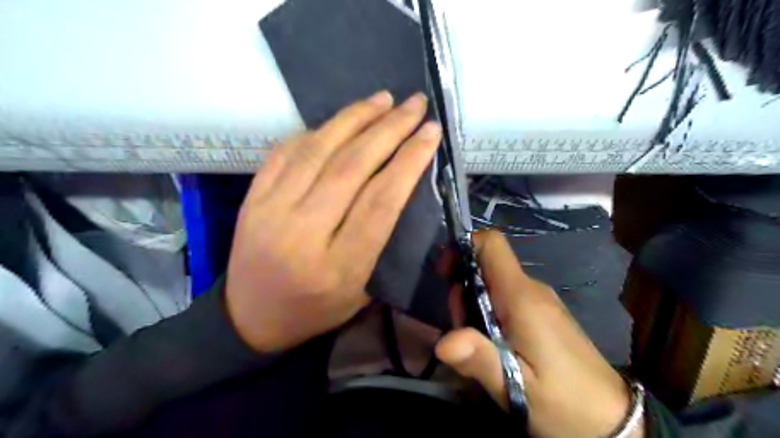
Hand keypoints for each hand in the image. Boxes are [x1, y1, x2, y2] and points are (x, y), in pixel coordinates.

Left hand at [228, 91, 443, 354]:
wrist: (249, 318)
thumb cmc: (315, 309)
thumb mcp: (362, 292)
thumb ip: (382, 241)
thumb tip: (402, 183)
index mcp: (338, 267)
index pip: (380, 202)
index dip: (409, 162)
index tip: (430, 132)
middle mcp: (302, 234)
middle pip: (351, 168)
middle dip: (389, 130)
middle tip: (415, 104)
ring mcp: (270, 211)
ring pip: (318, 151)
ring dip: (355, 118)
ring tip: (383, 99)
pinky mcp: (252, 198)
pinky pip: (287, 151)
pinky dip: (318, 130)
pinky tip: (342, 119)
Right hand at [436, 231, 642, 436]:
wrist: (614, 422)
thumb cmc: (565, 404)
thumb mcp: (517, 388)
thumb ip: (479, 360)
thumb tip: (442, 343)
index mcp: (522, 297)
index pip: (491, 244)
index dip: (464, 248)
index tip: (446, 275)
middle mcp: (531, 289)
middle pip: (486, 266)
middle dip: (464, 289)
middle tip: (463, 330)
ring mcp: (539, 300)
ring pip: (494, 283)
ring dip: (474, 304)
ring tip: (481, 345)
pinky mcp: (543, 313)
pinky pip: (507, 297)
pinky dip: (490, 311)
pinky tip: (495, 344)